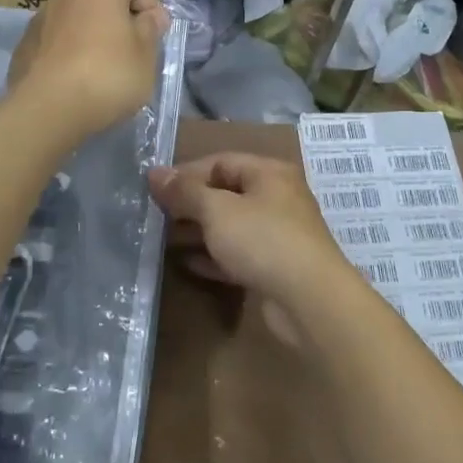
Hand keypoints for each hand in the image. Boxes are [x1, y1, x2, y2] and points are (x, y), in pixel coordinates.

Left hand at [6, 0, 169, 141]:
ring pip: (74, 9)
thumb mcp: (145, 56)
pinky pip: (56, 33)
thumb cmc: (108, 76)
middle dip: (114, 5)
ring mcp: (44, 15)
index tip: (158, 32)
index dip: (149, 5)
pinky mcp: (27, 41)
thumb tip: (148, 16)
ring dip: (89, 24)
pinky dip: (67, 43)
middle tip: (126, 35)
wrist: (48, 107)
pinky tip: (74, 69)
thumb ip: (150, 29)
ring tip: (100, 56)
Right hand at [147, 153, 352, 345]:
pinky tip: (187, 263)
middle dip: (190, 204)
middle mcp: (277, 198)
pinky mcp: (275, 267)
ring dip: (199, 231)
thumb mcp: (217, 210)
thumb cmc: (263, 240)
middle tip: (155, 216)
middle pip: (225, 194)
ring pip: (231, 226)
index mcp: (269, 173)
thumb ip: (185, 191)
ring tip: (164, 239)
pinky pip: (237, 254)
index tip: (153, 190)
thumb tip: (154, 173)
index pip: (219, 162)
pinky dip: (213, 256)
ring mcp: (278, 234)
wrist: (309, 300)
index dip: (185, 173)